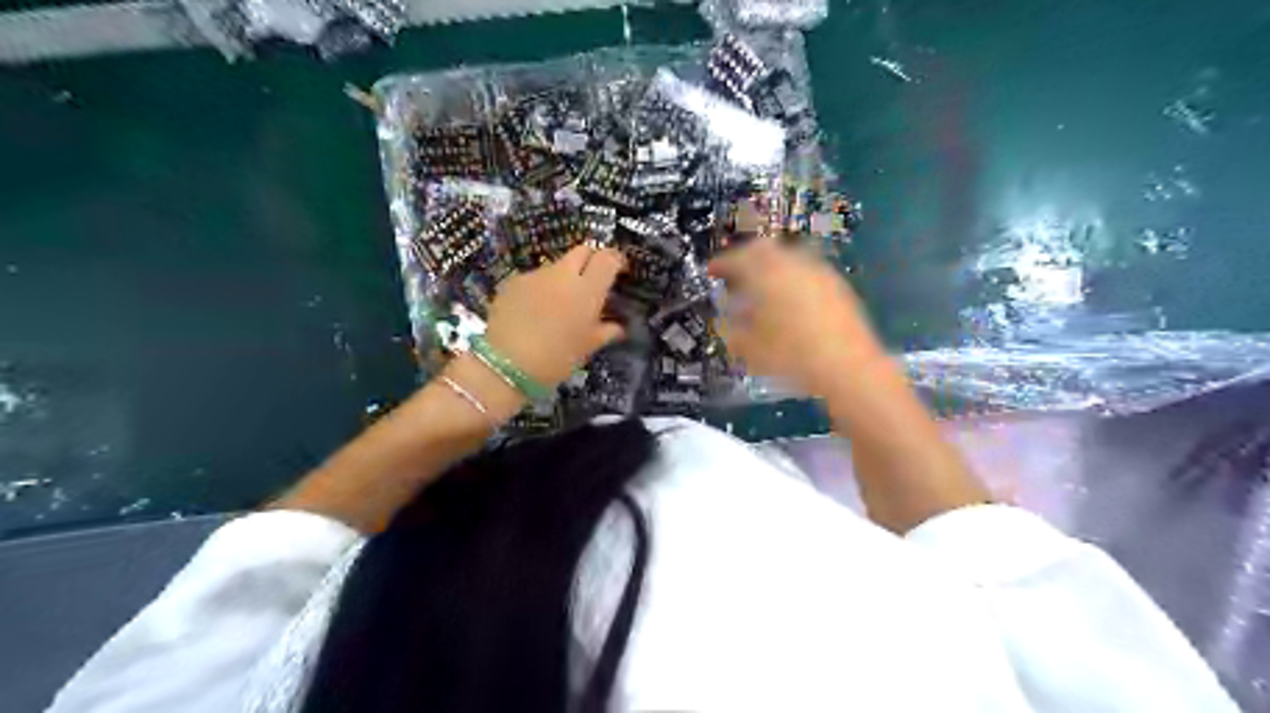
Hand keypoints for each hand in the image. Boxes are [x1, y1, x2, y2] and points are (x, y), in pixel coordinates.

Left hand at [485, 246, 625, 390]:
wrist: (507, 365)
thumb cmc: (557, 358)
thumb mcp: (587, 348)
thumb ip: (606, 331)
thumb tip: (618, 327)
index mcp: (587, 289)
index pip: (608, 258)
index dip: (616, 261)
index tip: (618, 272)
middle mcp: (563, 274)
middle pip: (582, 251)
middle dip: (590, 260)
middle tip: (591, 282)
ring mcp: (535, 275)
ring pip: (556, 266)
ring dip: (563, 279)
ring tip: (558, 305)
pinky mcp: (512, 282)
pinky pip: (534, 279)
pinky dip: (540, 290)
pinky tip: (534, 313)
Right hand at [706, 237, 886, 395]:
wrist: (848, 368)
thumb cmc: (790, 358)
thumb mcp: (748, 348)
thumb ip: (731, 328)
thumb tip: (725, 317)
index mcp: (765, 275)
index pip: (736, 258)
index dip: (720, 263)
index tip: (711, 271)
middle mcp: (792, 264)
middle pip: (763, 248)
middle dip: (746, 257)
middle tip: (736, 273)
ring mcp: (818, 271)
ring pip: (787, 257)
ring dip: (770, 266)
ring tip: (763, 288)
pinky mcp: (837, 284)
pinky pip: (806, 270)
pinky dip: (791, 277)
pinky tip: (790, 299)